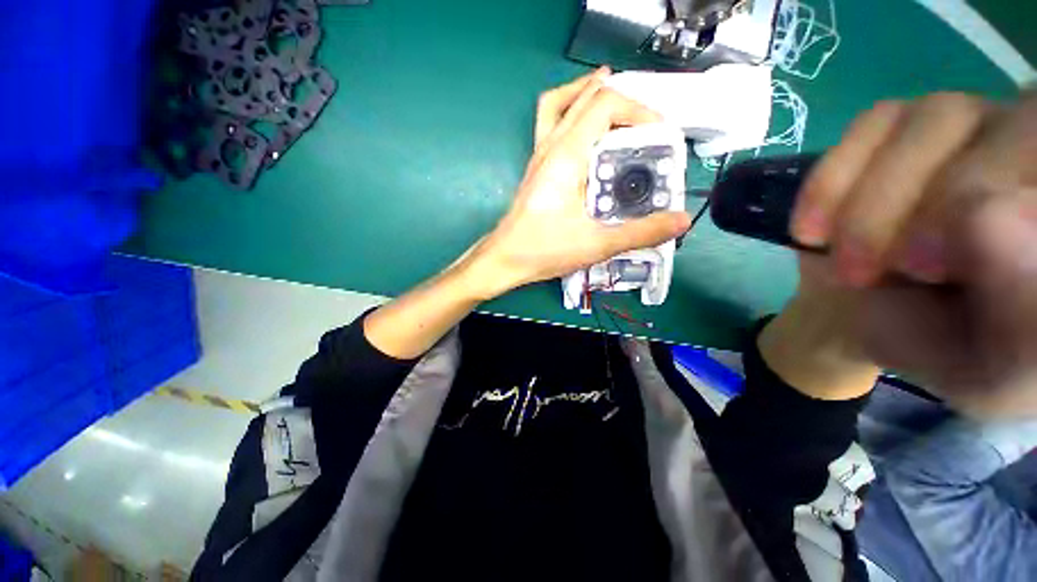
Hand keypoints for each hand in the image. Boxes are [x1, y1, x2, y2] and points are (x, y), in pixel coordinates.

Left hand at [463, 69, 691, 299]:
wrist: (504, 259)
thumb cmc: (543, 249)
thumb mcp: (597, 244)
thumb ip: (641, 232)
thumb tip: (679, 221)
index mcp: (567, 155)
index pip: (605, 103)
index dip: (638, 108)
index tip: (659, 133)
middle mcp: (551, 146)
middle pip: (585, 97)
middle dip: (622, 101)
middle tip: (646, 123)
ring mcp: (539, 156)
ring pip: (561, 105)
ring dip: (589, 96)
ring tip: (617, 106)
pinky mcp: (536, 169)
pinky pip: (551, 125)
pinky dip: (571, 115)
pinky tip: (587, 137)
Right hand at [788, 92, 1036, 416]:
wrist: (873, 319)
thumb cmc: (944, 351)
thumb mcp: (989, 371)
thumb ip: (1020, 319)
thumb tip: (995, 222)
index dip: (1011, 212)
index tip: (945, 274)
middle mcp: (1031, 149)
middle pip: (1014, 126)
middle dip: (939, 206)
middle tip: (899, 270)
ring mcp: (968, 124)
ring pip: (932, 119)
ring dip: (875, 205)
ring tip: (849, 265)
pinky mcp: (901, 128)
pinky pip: (872, 124)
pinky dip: (833, 182)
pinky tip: (813, 230)